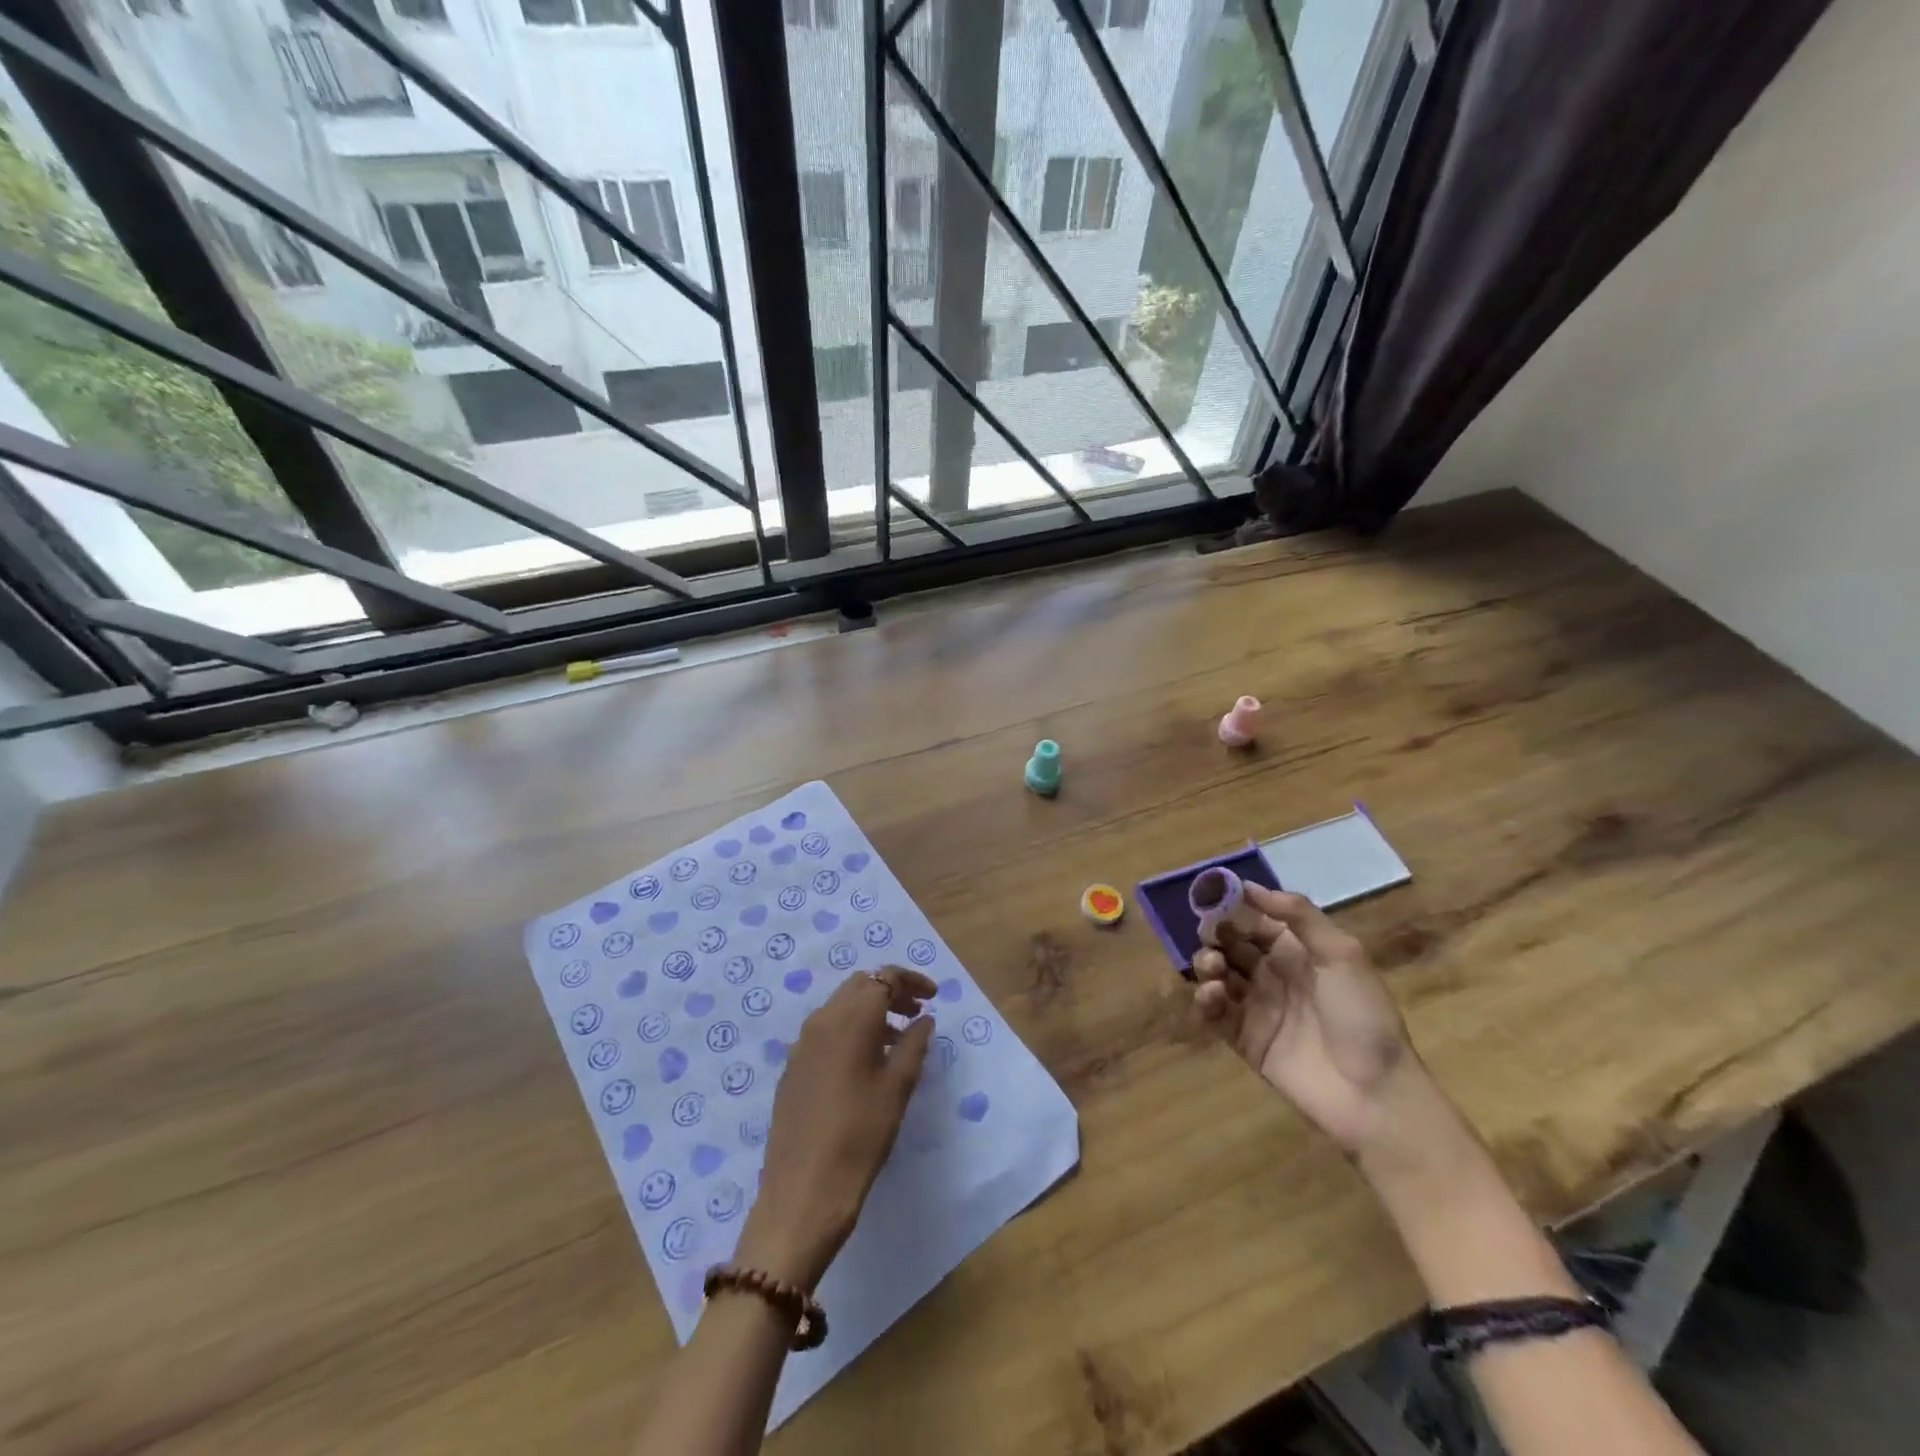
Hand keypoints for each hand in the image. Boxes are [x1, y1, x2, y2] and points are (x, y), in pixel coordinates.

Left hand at [734, 966, 935, 1290]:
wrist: (803, 1192)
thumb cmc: (860, 1135)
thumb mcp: (898, 1088)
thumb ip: (914, 1044)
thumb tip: (923, 1019)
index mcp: (851, 1018)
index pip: (884, 978)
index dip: (911, 981)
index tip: (934, 997)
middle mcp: (822, 1020)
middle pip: (859, 986)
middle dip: (890, 991)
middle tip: (917, 1014)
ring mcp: (802, 1044)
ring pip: (841, 1007)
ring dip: (870, 1011)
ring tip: (898, 1040)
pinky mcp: (793, 1068)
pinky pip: (825, 1031)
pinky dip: (850, 1031)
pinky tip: (866, 1063)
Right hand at [1192, 884, 1413, 1154]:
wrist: (1374, 1095)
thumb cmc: (1362, 1016)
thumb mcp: (1342, 954)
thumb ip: (1299, 915)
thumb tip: (1250, 886)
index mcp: (1298, 952)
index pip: (1255, 920)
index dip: (1232, 906)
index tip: (1209, 895)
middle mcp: (1274, 975)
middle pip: (1231, 945)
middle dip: (1215, 935)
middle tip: (1210, 935)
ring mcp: (1257, 1008)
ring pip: (1218, 975)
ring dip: (1207, 963)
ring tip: (1213, 968)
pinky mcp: (1244, 1040)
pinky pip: (1215, 1013)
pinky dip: (1206, 998)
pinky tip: (1214, 994)